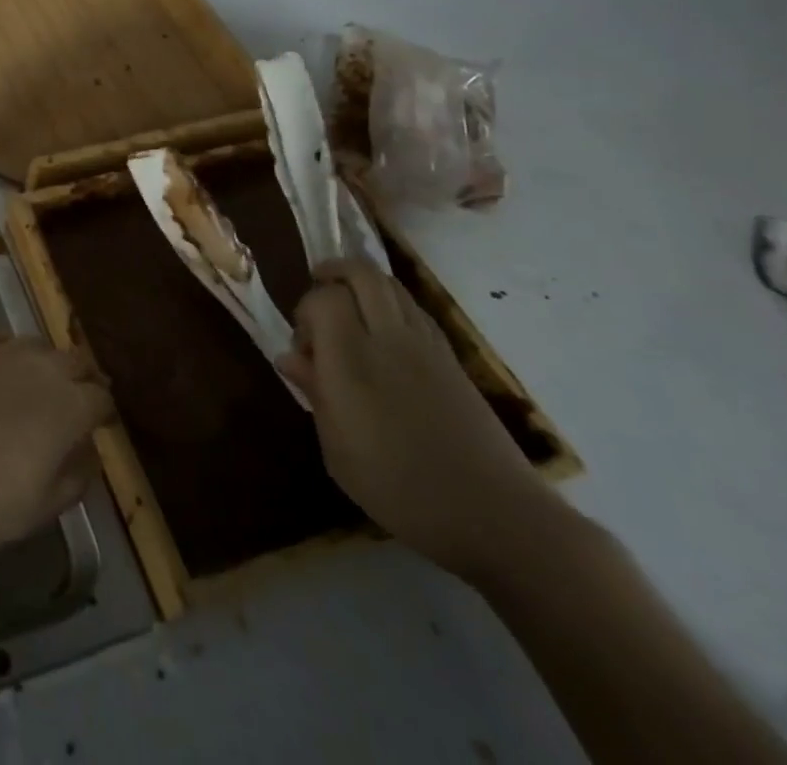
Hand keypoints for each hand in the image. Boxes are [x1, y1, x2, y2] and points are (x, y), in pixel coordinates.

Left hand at [0, 330, 113, 550]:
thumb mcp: (44, 507)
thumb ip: (76, 476)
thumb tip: (90, 453)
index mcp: (70, 407)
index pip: (101, 397)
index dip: (102, 411)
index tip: (98, 423)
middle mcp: (42, 368)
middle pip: (75, 360)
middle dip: (80, 377)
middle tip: (73, 397)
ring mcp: (1, 350)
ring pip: (36, 344)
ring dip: (43, 361)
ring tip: (32, 380)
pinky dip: (4, 348)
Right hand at [277, 259, 557, 581]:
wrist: (496, 516)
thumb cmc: (400, 489)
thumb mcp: (338, 450)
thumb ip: (314, 392)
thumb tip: (290, 357)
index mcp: (352, 360)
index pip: (324, 299)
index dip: (305, 311)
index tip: (303, 347)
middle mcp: (389, 339)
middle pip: (362, 274)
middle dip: (335, 271)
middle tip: (319, 289)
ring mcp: (427, 346)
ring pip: (392, 285)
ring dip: (364, 285)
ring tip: (350, 307)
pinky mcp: (453, 359)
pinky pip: (415, 310)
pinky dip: (392, 305)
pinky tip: (384, 335)